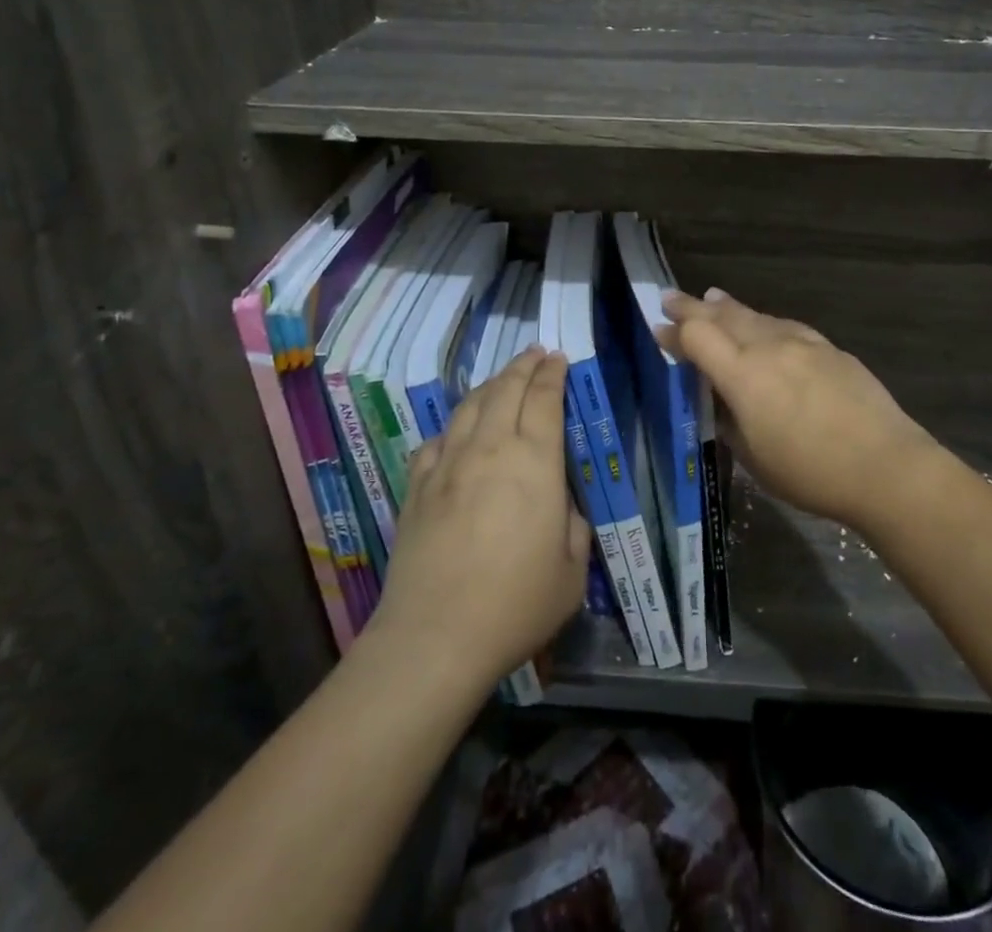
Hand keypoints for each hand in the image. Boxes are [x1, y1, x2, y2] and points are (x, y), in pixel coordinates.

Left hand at [371, 347, 591, 689]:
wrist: (434, 637)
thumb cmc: (516, 604)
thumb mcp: (572, 571)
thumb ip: (574, 528)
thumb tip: (562, 509)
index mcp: (534, 462)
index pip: (544, 398)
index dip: (553, 373)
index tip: (558, 358)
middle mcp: (490, 449)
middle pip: (505, 389)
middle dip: (523, 365)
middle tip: (536, 354)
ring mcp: (447, 465)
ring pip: (468, 406)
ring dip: (490, 385)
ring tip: (501, 380)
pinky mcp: (417, 488)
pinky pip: (435, 441)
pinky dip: (452, 427)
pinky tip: (456, 433)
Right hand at [661, 289, 942, 531]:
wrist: (886, 465)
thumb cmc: (811, 473)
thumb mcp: (753, 457)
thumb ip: (728, 419)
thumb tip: (718, 397)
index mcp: (743, 375)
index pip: (697, 337)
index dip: (674, 332)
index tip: (658, 329)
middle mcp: (769, 347)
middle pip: (723, 316)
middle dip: (693, 307)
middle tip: (671, 298)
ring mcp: (803, 343)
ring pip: (756, 316)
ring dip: (729, 309)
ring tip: (713, 300)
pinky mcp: (829, 348)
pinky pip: (785, 325)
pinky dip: (764, 321)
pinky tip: (764, 325)